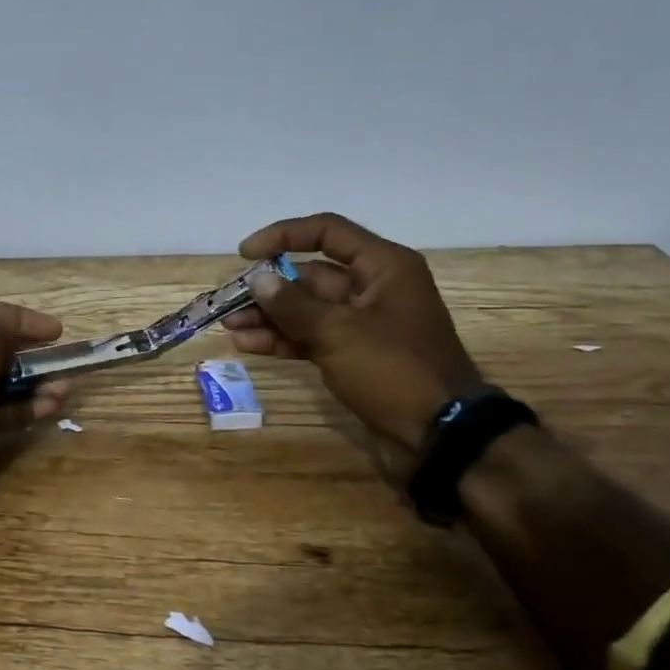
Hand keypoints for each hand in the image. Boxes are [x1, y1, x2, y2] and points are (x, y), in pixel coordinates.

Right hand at [221, 213, 481, 473]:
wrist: (441, 437)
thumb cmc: (394, 370)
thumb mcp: (338, 332)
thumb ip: (293, 304)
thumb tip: (258, 280)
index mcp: (383, 267)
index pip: (327, 232)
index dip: (284, 236)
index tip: (246, 253)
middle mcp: (374, 288)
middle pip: (311, 275)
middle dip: (269, 286)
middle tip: (229, 299)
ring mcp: (364, 325)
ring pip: (307, 310)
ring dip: (270, 316)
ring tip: (231, 325)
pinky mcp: (356, 356)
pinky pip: (312, 338)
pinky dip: (283, 340)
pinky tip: (248, 345)